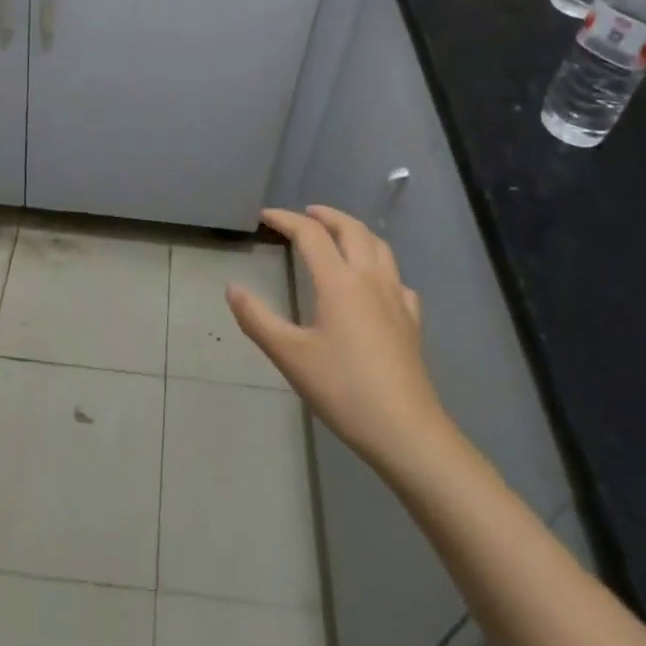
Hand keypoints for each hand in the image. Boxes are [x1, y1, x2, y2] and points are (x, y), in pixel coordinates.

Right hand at [228, 205, 449, 471]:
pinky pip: (397, 279)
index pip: (310, 234)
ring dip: (356, 231)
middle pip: (351, 229)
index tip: (265, 216)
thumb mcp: (290, 356)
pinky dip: (381, 268)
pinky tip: (376, 284)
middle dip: (327, 215)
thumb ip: (257, 319)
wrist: (406, 431)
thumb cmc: (343, 390)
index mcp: (339, 281)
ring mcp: (396, 298)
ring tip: (340, 235)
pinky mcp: (412, 321)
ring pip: (380, 247)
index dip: (286, 219)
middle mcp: (370, 279)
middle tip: (306, 213)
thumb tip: (232, 288)